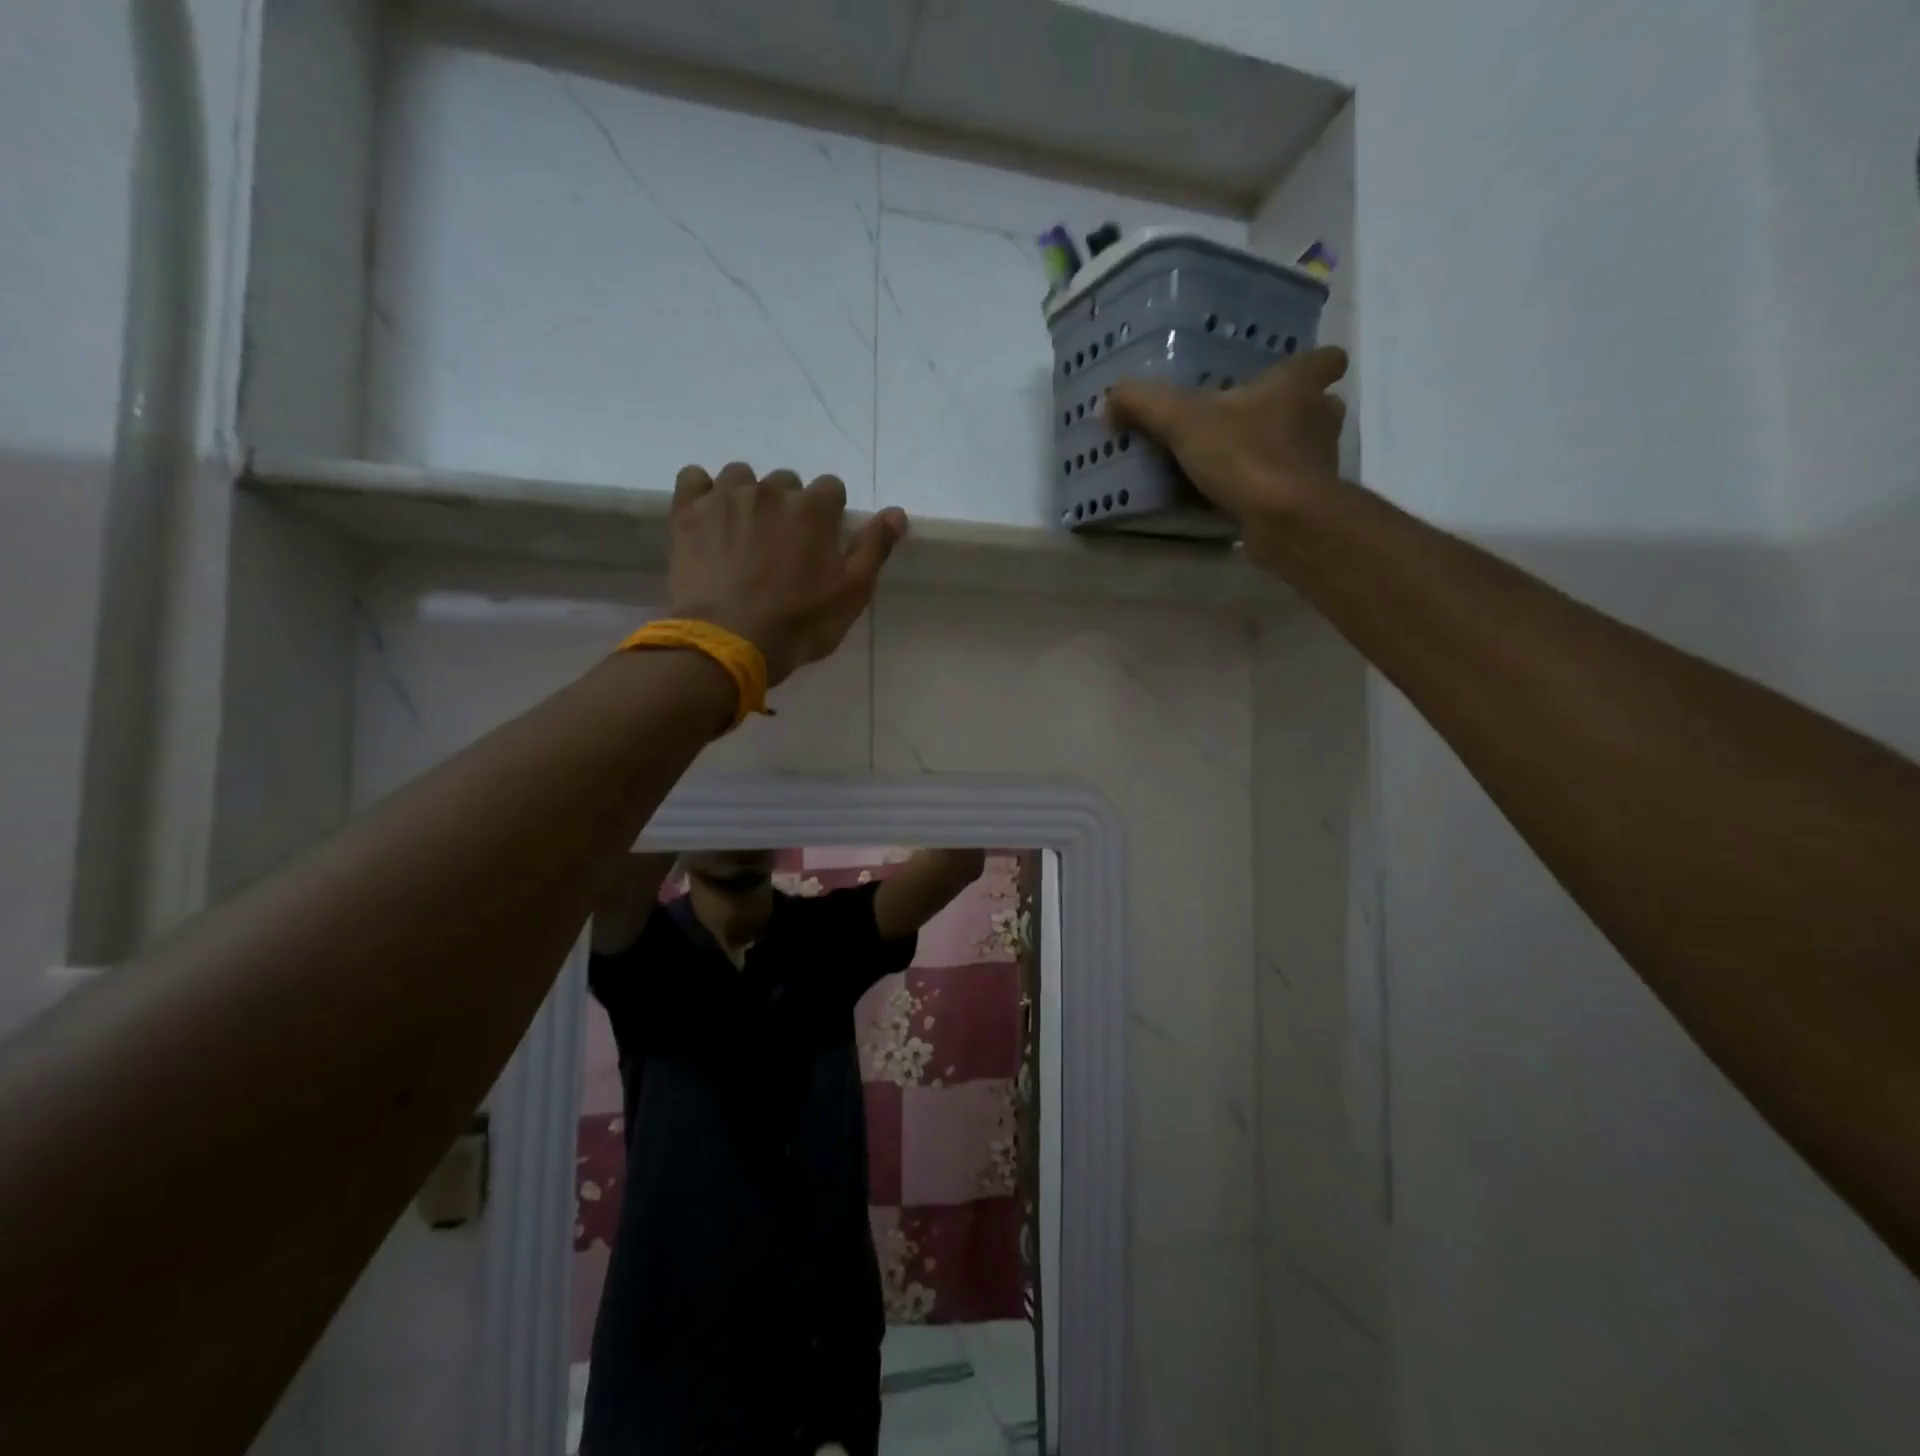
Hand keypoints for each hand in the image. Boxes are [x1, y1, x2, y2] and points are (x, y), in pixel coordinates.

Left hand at [667, 463, 907, 685]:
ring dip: (747, 497)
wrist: (730, 641)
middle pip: (786, 482)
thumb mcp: (852, 593)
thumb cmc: (800, 623)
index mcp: (814, 508)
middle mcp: (771, 491)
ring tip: (743, 533)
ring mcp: (726, 497)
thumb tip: (896, 512)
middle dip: (788, 507)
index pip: (831, 488)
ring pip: (741, 477)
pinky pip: (693, 478)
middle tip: (781, 547)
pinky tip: (708, 517)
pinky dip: (703, 492)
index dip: (829, 515)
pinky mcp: (689, 512)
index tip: (821, 543)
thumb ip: (874, 547)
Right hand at [1108, 347, 1348, 563]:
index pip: (1327, 360)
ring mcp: (1319, 463)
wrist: (1285, 519)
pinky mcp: (1309, 502)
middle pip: (1317, 406)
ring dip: (1278, 454)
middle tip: (1251, 421)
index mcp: (1299, 386)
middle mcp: (1320, 419)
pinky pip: (1287, 488)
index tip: (1292, 374)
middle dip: (1290, 413)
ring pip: (1304, 449)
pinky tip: (1237, 500)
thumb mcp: (1182, 420)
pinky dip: (1267, 492)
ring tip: (1238, 464)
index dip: (1315, 363)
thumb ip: (1143, 404)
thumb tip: (1109, 401)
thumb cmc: (1245, 454)